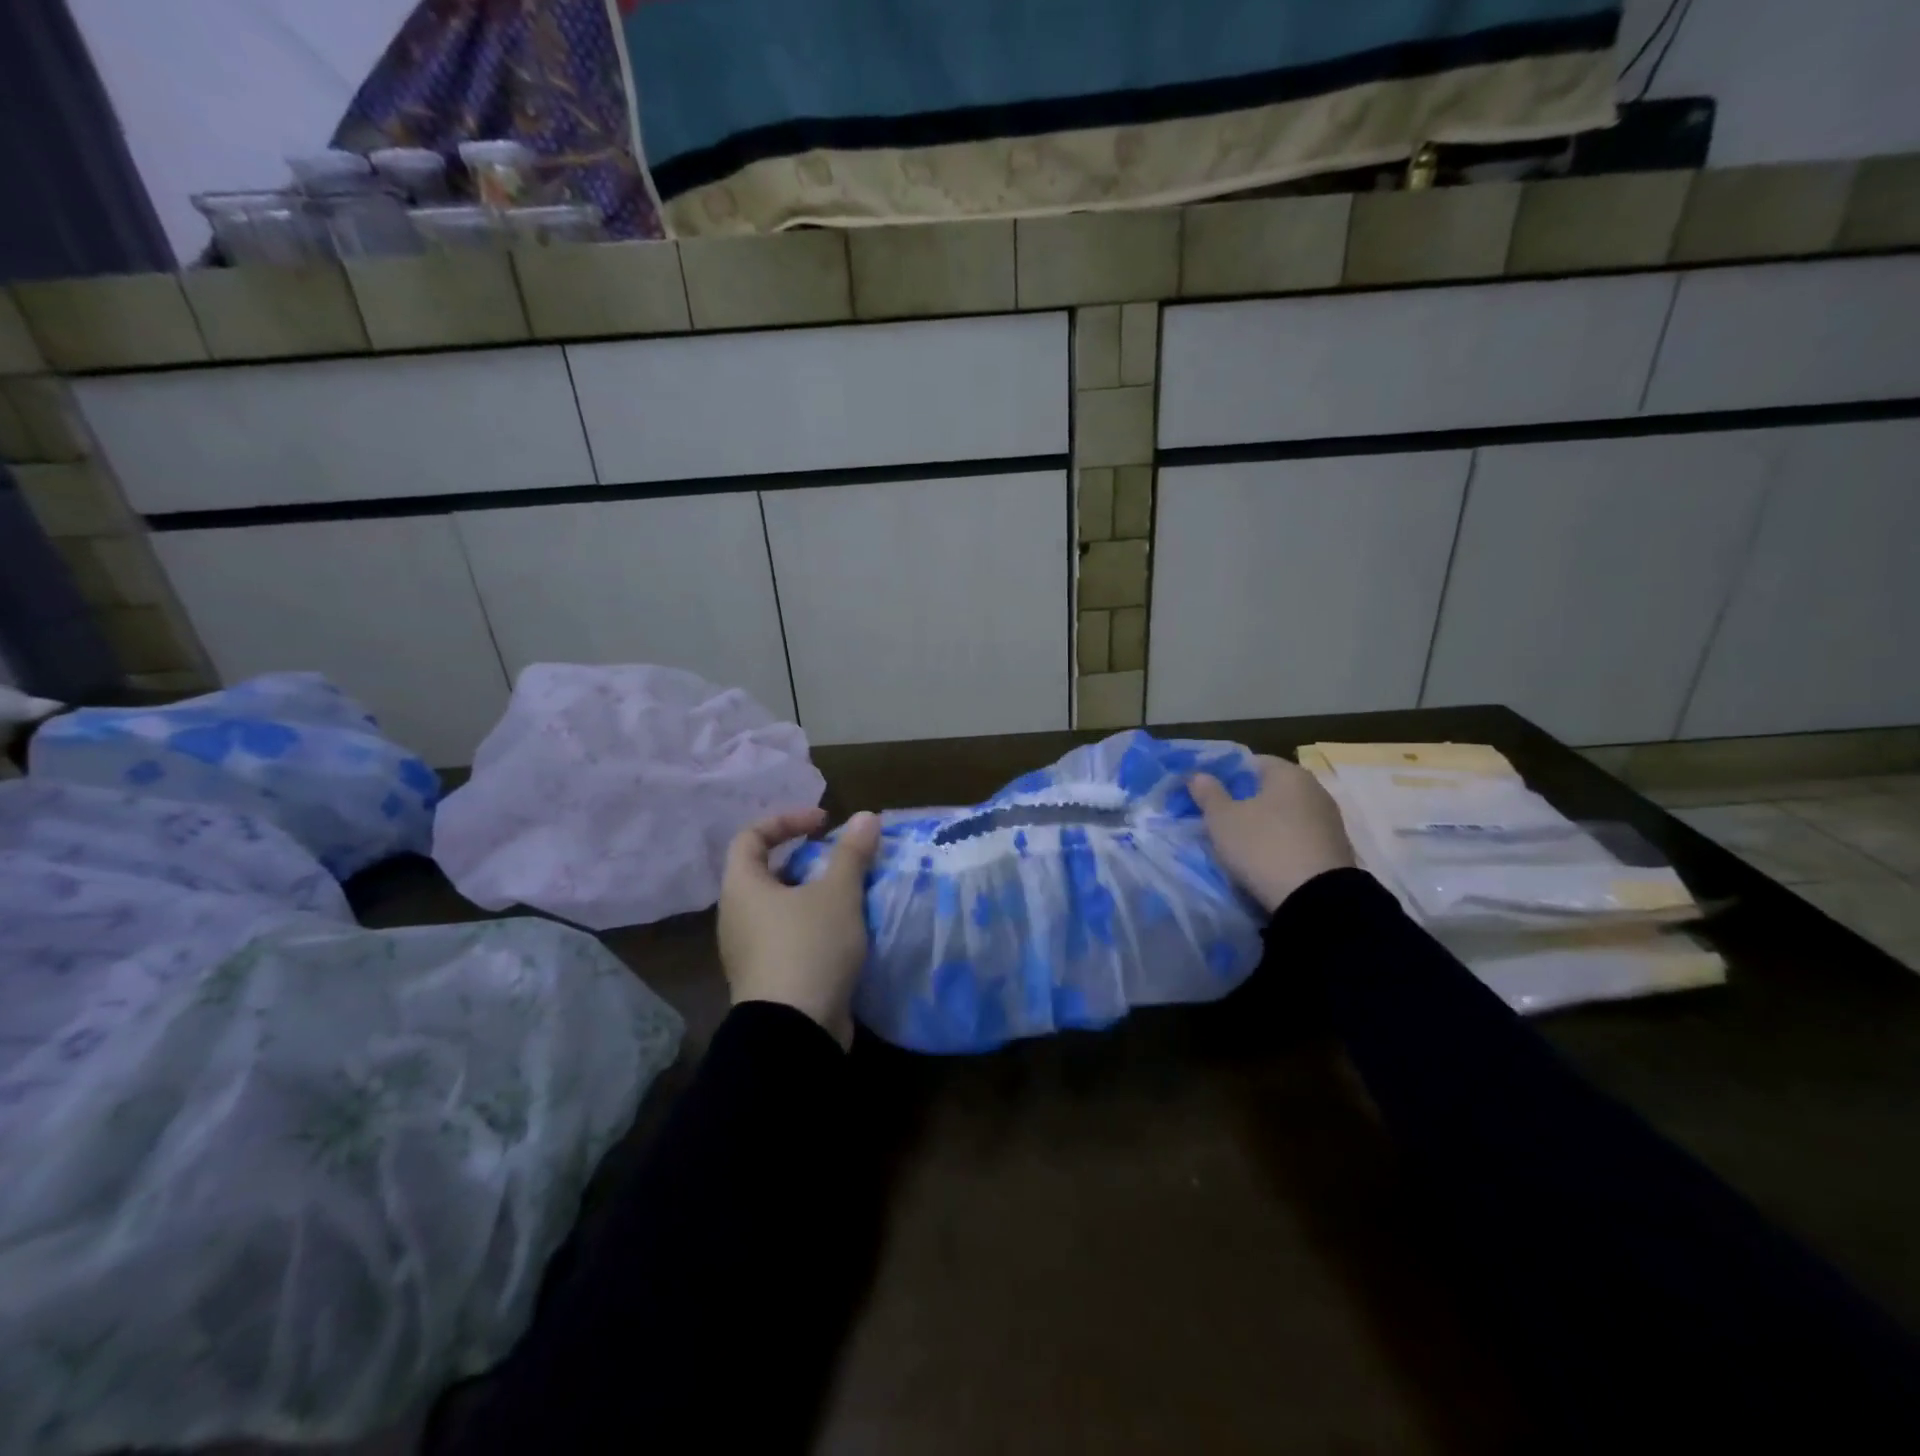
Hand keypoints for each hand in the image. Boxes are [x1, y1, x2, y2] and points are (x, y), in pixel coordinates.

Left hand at [718, 807, 882, 1048]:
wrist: (795, 1032)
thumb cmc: (809, 947)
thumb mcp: (837, 893)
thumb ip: (851, 852)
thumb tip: (865, 816)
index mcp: (742, 888)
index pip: (751, 836)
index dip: (786, 820)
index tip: (823, 823)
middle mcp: (737, 917)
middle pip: (769, 872)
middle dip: (808, 860)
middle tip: (843, 860)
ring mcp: (751, 951)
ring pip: (784, 908)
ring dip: (817, 895)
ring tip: (853, 893)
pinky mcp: (770, 978)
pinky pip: (792, 937)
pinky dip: (817, 926)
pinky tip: (850, 931)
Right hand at [1188, 756, 1355, 913]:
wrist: (1316, 899)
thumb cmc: (1263, 846)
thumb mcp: (1222, 819)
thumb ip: (1208, 793)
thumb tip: (1199, 775)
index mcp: (1288, 773)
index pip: (1252, 762)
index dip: (1227, 776)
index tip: (1209, 795)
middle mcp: (1315, 789)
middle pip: (1271, 788)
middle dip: (1246, 800)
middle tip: (1221, 819)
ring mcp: (1330, 820)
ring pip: (1286, 814)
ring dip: (1265, 824)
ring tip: (1242, 843)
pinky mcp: (1336, 849)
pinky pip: (1300, 837)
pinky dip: (1283, 843)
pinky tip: (1267, 859)